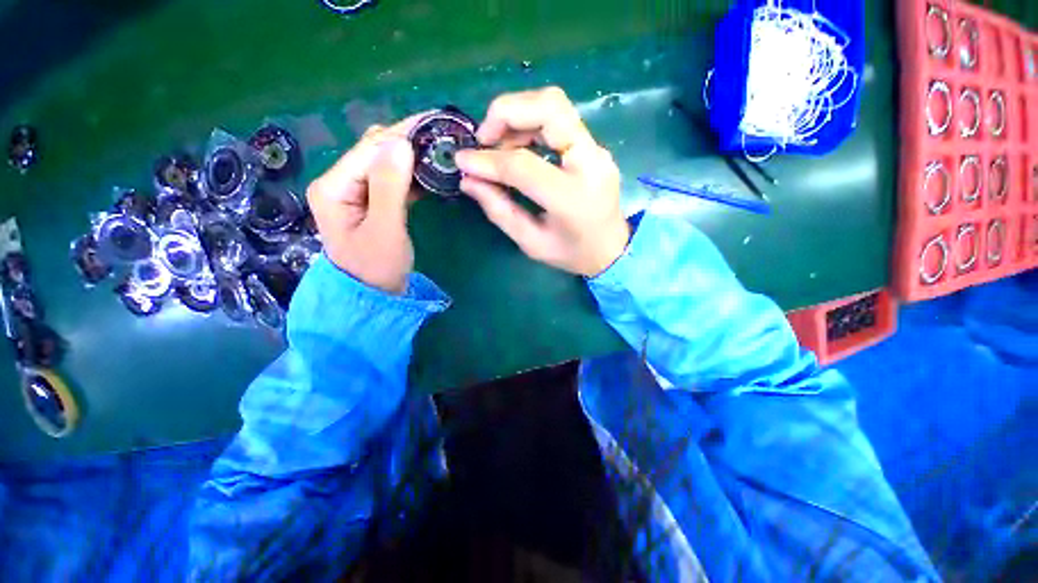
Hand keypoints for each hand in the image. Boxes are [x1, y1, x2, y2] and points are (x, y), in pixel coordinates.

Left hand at [306, 115, 424, 293]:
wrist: (372, 295)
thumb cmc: (376, 268)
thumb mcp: (385, 229)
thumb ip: (390, 186)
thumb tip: (402, 142)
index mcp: (333, 186)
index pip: (369, 148)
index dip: (402, 134)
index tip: (434, 125)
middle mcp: (339, 182)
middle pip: (374, 150)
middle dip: (407, 140)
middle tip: (441, 137)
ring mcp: (354, 191)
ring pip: (384, 162)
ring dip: (410, 155)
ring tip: (438, 149)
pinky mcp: (369, 201)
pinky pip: (390, 178)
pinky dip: (410, 173)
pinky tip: (428, 171)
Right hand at [455, 87, 629, 276]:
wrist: (613, 250)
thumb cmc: (572, 254)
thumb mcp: (532, 243)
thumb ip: (500, 210)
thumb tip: (469, 180)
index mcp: (571, 198)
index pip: (523, 165)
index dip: (488, 160)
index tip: (462, 161)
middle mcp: (590, 163)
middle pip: (549, 107)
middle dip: (506, 112)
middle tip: (484, 139)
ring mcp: (596, 151)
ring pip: (554, 105)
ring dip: (517, 115)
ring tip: (497, 145)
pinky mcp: (593, 147)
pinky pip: (559, 119)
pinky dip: (531, 123)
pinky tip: (517, 146)